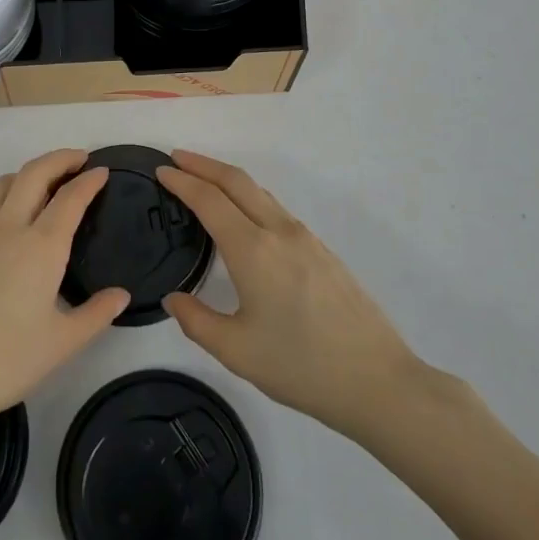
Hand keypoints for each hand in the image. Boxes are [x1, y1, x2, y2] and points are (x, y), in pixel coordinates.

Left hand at [0, 150, 127, 445]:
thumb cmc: (5, 362)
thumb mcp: (62, 344)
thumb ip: (96, 314)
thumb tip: (122, 295)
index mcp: (42, 247)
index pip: (70, 198)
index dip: (89, 181)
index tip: (102, 171)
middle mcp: (9, 228)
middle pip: (34, 173)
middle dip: (59, 159)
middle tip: (79, 159)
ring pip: (2, 182)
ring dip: (26, 173)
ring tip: (42, 182)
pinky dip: (0, 196)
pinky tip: (5, 218)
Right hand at [158, 150, 461, 441]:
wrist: (378, 381)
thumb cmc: (301, 366)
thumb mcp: (237, 351)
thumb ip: (197, 321)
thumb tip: (174, 299)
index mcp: (253, 250)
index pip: (209, 200)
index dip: (182, 181)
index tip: (160, 171)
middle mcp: (279, 232)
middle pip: (237, 181)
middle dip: (204, 164)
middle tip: (176, 159)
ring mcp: (305, 238)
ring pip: (260, 192)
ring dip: (228, 179)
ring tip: (204, 182)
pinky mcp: (322, 251)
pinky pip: (276, 210)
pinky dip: (250, 198)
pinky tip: (244, 218)